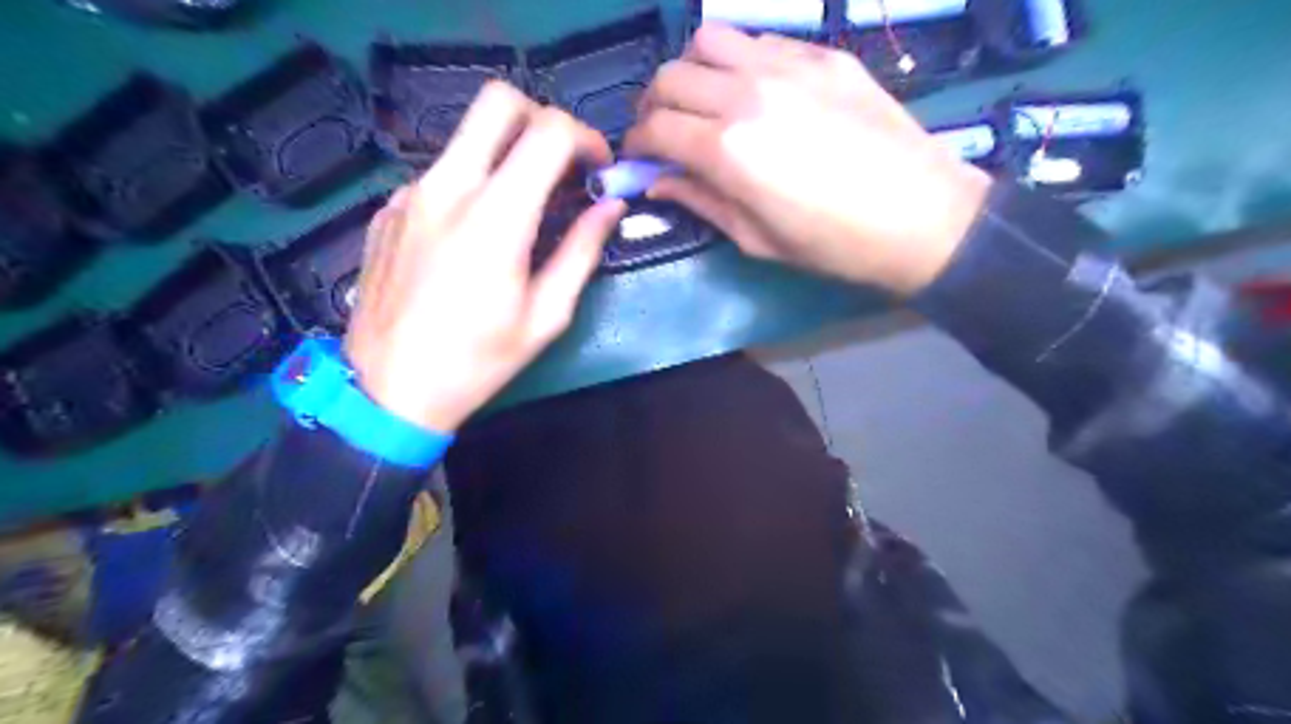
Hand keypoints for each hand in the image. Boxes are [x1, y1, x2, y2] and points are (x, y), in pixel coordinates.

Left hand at [342, 80, 623, 430]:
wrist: (388, 390)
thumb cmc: (478, 361)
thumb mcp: (546, 315)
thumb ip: (582, 250)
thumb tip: (611, 207)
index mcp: (496, 215)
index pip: (549, 131)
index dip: (586, 138)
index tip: (599, 170)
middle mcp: (448, 186)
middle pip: (498, 101)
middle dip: (542, 120)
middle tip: (562, 166)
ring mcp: (410, 194)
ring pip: (467, 138)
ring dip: (506, 155)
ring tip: (524, 209)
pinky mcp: (388, 209)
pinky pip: (440, 174)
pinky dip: (471, 185)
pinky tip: (474, 235)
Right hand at [624, 26, 990, 293]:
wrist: (921, 217)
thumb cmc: (833, 244)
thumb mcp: (756, 238)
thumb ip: (700, 201)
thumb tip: (657, 181)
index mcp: (728, 149)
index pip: (655, 128)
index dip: (636, 144)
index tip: (640, 158)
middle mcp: (747, 94)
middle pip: (671, 75)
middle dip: (654, 105)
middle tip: (665, 132)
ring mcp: (788, 66)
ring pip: (710, 40)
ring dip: (693, 71)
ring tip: (705, 102)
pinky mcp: (822, 55)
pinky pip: (759, 41)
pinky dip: (739, 61)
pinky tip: (754, 92)